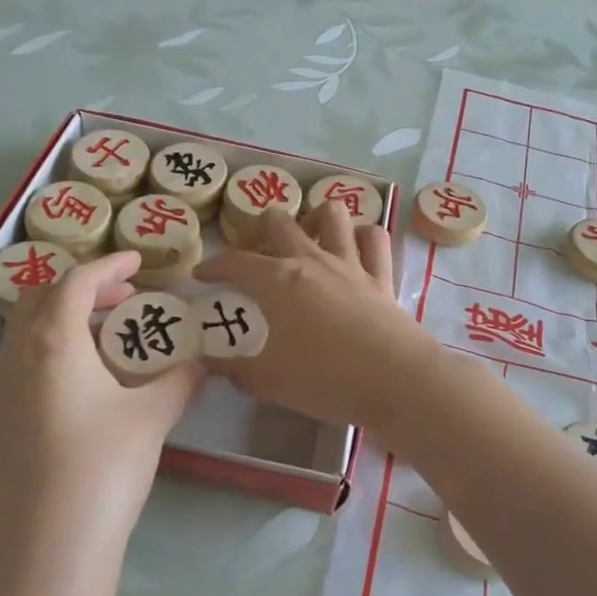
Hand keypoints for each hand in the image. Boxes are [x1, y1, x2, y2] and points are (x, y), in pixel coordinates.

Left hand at [0, 250, 205, 562]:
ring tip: (113, 336)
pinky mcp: (2, 422)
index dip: (108, 265)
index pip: (75, 282)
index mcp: (53, 342)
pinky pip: (27, 362)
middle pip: (42, 297)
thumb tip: (206, 360)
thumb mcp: (152, 417)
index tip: (139, 261)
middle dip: (84, 287)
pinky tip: (91, 381)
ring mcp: (4, 391)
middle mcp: (19, 357)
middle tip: (126, 297)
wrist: (45, 549)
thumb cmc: (102, 468)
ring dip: (68, 319)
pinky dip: (57, 349)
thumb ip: (182, 379)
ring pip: (30, 331)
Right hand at [195, 205, 437, 431]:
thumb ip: (235, 370)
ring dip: (315, 218)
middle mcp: (312, 261)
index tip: (202, 275)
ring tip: (307, 236)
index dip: (214, 265)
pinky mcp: (382, 277)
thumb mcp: (269, 381)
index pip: (235, 262)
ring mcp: (351, 264)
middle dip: (260, 227)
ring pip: (332, 214)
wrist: (395, 380)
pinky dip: (363, 236)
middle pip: (280, 222)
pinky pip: (374, 239)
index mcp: (277, 281)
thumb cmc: (325, 379)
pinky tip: (355, 247)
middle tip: (255, 249)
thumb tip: (210, 364)